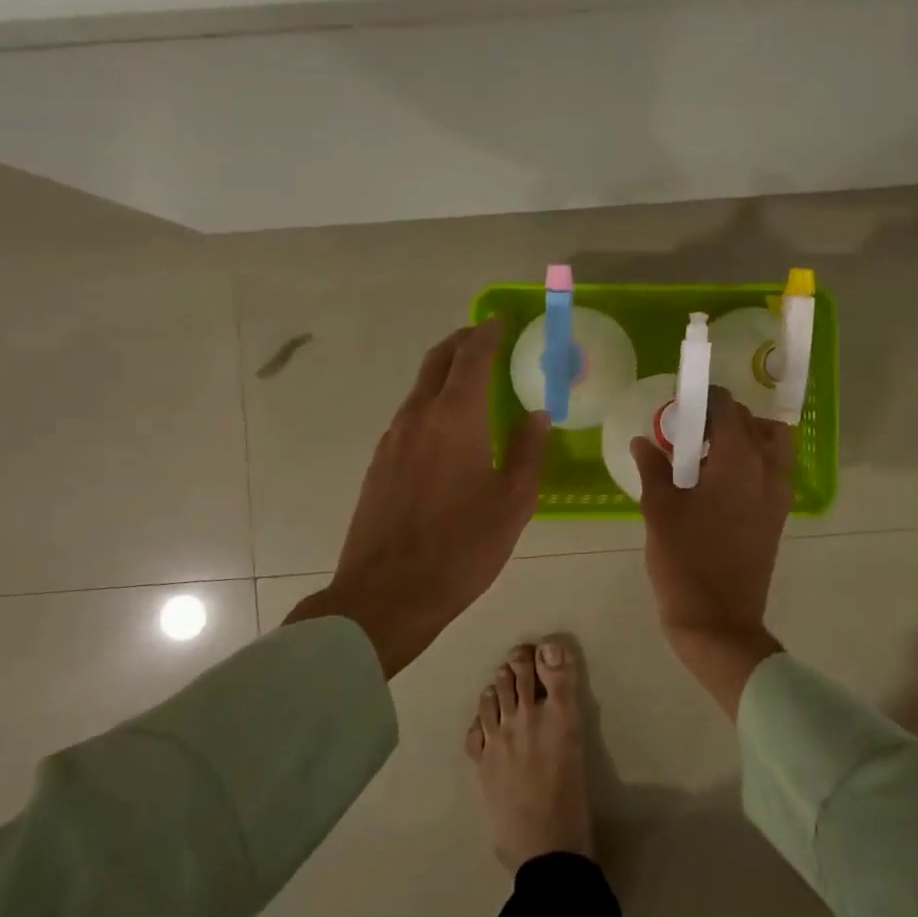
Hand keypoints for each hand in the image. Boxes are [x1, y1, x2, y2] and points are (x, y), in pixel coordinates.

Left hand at [287, 320, 549, 677]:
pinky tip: (447, 427)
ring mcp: (392, 439)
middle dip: (461, 342)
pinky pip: (409, 415)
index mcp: (456, 417)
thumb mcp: (514, 501)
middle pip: (437, 361)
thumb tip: (537, 413)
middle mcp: (418, 416)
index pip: (471, 357)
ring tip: (472, 380)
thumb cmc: (462, 547)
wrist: (387, 594)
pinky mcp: (379, 463)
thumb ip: (528, 450)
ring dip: (444, 372)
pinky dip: (431, 401)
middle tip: (485, 338)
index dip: (487, 334)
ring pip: (420, 387)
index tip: (501, 322)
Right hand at [632, 386, 793, 716]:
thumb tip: (643, 441)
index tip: (680, 406)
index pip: (727, 408)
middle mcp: (768, 469)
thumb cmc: (684, 562)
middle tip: (689, 432)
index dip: (703, 399)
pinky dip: (754, 460)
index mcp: (738, 461)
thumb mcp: (659, 511)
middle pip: (753, 422)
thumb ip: (653, 468)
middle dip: (723, 417)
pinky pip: (774, 470)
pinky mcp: (780, 515)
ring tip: (709, 454)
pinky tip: (719, 482)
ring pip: (773, 444)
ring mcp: (779, 494)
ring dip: (746, 437)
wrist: (719, 622)